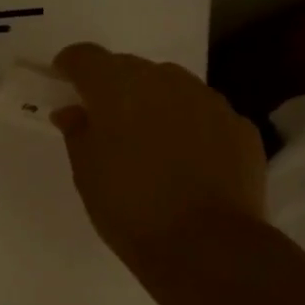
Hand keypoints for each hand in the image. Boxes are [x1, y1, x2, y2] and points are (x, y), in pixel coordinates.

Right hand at [52, 43, 266, 273]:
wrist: (207, 247)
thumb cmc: (130, 210)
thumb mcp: (87, 174)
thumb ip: (78, 132)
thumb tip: (73, 111)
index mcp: (118, 88)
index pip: (86, 57)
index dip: (71, 65)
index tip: (64, 82)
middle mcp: (165, 81)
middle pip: (131, 68)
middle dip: (114, 86)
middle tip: (106, 121)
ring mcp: (208, 100)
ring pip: (172, 87)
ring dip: (156, 103)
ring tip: (151, 142)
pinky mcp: (240, 126)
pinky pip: (205, 114)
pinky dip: (190, 126)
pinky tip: (188, 161)